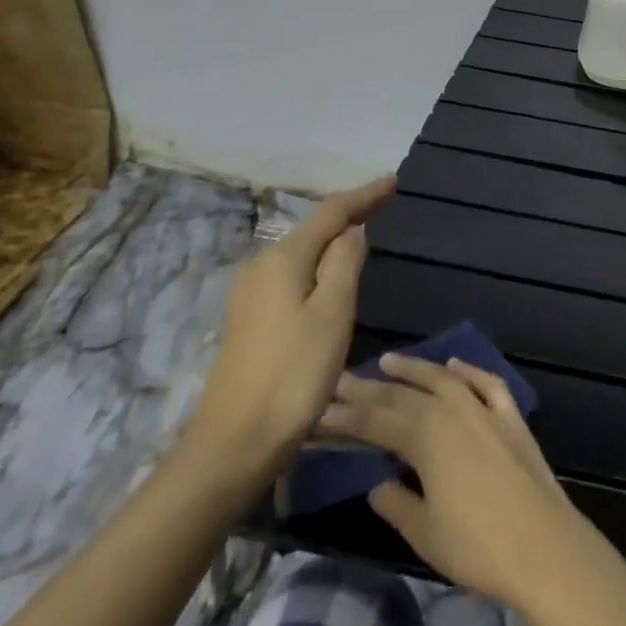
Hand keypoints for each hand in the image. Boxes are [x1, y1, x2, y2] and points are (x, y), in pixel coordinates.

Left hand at [180, 176, 395, 496]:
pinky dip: (318, 264)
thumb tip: (353, 229)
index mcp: (283, 259)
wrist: (233, 445)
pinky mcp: (250, 320)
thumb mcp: (332, 314)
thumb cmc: (293, 375)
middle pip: (313, 228)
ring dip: (333, 239)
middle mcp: (262, 267)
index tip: (393, 181)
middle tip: (382, 202)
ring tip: (362, 230)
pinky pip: (293, 274)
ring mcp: (251, 295)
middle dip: (348, 213)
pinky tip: (330, 274)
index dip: (364, 195)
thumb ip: (345, 263)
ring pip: (302, 252)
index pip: (331, 212)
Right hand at [319, 352, 591, 612]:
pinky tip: (455, 365)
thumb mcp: (424, 532)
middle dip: (370, 388)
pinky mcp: (510, 416)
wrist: (542, 544)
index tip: (319, 408)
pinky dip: (469, 371)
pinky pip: (486, 383)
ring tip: (388, 360)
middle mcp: (452, 411)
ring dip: (415, 368)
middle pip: (404, 395)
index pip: (376, 421)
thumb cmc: (476, 546)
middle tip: (342, 379)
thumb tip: (377, 484)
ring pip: (443, 379)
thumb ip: (396, 503)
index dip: (346, 416)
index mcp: (426, 437)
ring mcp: (484, 409)